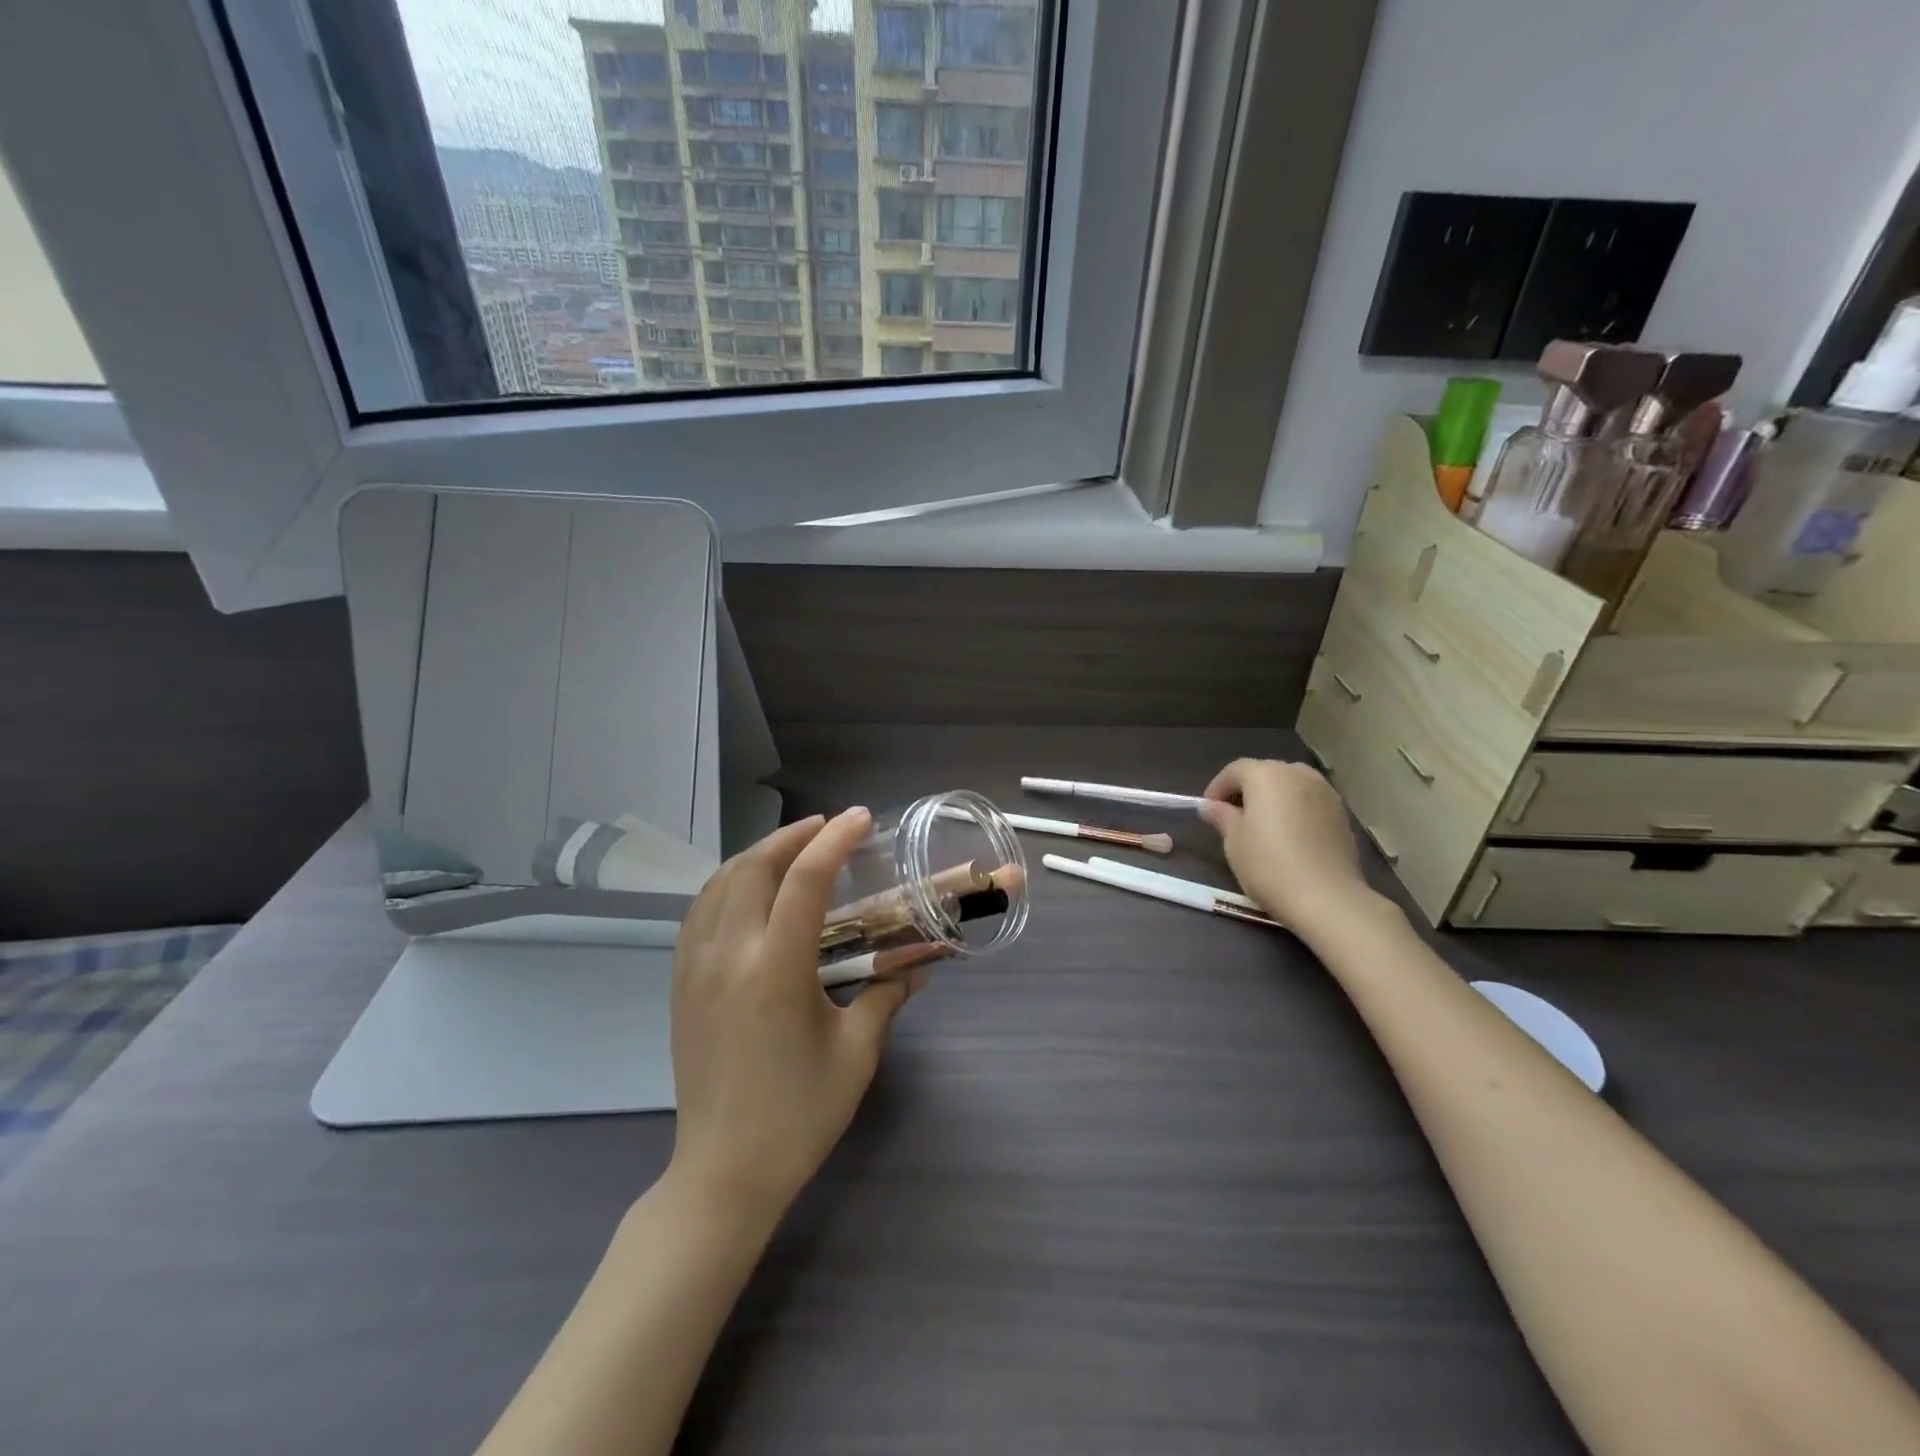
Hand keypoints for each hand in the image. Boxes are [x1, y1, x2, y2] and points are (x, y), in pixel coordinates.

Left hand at [667, 807, 922, 1223]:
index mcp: (775, 971)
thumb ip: (886, 997)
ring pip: (720, 882)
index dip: (835, 840)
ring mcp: (695, 968)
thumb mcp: (856, 1053)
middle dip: (793, 835)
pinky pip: (699, 911)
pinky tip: (749, 888)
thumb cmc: (798, 1115)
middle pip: (754, 867)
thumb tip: (917, 966)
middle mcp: (728, 956)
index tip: (859, 818)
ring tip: (793, 848)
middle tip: (828, 827)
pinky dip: (728, 882)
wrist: (723, 1172)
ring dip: (758, 853)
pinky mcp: (680, 983)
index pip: (805, 881)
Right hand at [1199, 760, 1372, 932]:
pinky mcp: (1342, 815)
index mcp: (1267, 774)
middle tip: (1234, 817)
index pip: (1235, 770)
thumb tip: (1211, 806)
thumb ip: (1222, 816)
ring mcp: (1326, 793)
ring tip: (1263, 827)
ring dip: (1274, 800)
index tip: (1208, 810)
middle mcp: (1298, 774)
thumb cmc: (1268, 864)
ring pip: (1291, 787)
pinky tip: (1289, 838)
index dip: (1218, 787)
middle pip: (1266, 773)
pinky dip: (1296, 812)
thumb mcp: (1234, 841)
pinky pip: (1310, 804)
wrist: (1326, 898)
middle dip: (1247, 791)